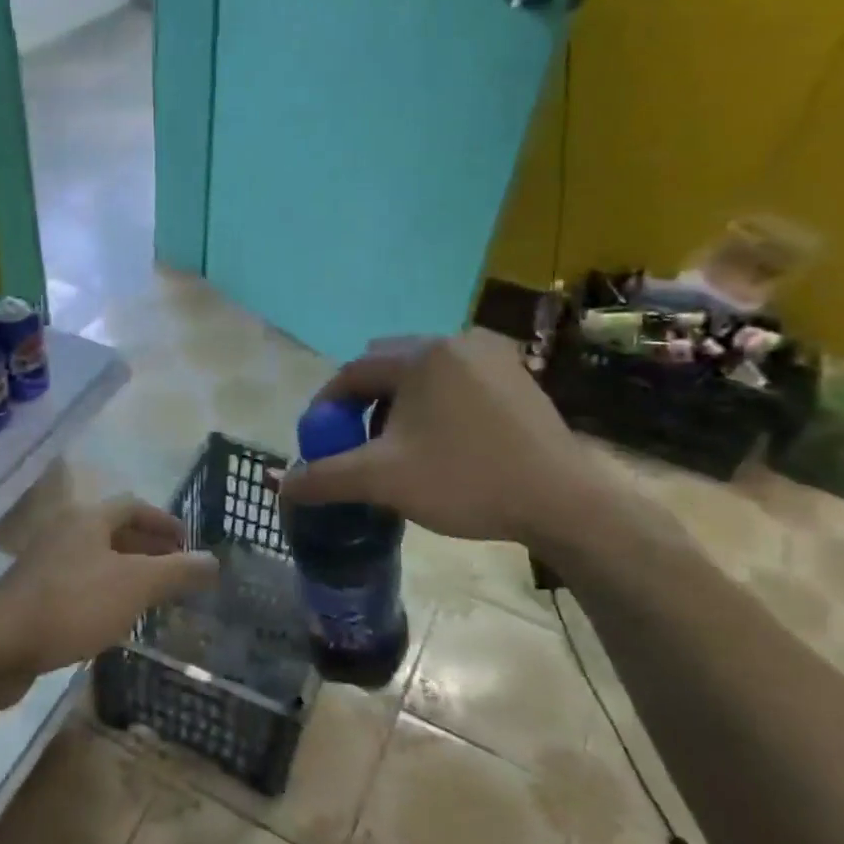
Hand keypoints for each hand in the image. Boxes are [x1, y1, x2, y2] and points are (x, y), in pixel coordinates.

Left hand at [0, 495, 219, 678]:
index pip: (134, 506)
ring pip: (95, 559)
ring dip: (126, 570)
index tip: (188, 542)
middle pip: (113, 531)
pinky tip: (115, 618)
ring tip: (152, 594)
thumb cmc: (74, 605)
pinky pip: (78, 583)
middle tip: (175, 567)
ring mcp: (44, 564)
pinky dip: (104, 591)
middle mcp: (64, 532)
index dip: (164, 521)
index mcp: (88, 519)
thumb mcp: (136, 586)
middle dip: (148, 546)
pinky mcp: (31, 595)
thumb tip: (213, 561)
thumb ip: (178, 571)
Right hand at [276, 330, 612, 547]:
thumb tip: (282, 485)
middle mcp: (456, 341)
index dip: (327, 407)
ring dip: (400, 403)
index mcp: (421, 356)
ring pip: (423, 373)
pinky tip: (442, 440)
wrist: (561, 502)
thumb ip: (325, 477)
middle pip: (388, 366)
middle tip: (359, 444)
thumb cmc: (465, 481)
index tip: (320, 441)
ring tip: (399, 445)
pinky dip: (435, 403)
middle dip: (364, 402)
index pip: (353, 372)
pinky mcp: (517, 376)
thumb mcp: (383, 480)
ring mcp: (493, 355)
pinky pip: (456, 380)